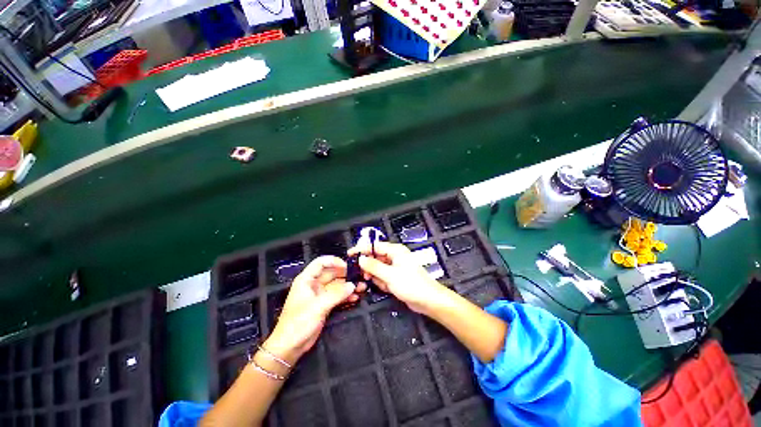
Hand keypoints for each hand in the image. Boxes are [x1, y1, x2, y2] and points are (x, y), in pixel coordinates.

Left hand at [265, 256, 365, 362]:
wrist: (290, 347)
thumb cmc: (299, 323)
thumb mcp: (318, 306)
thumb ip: (337, 294)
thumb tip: (352, 285)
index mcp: (307, 280)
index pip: (321, 263)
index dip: (334, 261)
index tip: (347, 266)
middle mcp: (313, 285)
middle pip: (331, 273)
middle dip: (345, 274)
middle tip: (360, 276)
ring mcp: (319, 295)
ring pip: (336, 285)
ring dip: (348, 286)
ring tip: (362, 287)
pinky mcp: (324, 305)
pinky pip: (337, 296)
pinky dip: (346, 296)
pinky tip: (355, 297)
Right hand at [348, 241, 447, 313]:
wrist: (428, 300)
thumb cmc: (411, 284)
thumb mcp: (390, 275)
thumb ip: (374, 266)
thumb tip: (360, 259)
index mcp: (395, 250)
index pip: (374, 246)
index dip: (362, 249)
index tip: (349, 254)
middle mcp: (394, 256)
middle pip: (375, 258)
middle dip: (370, 267)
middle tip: (364, 276)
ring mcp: (395, 267)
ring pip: (378, 269)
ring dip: (377, 277)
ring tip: (382, 284)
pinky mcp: (396, 277)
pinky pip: (383, 277)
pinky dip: (383, 282)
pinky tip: (388, 288)